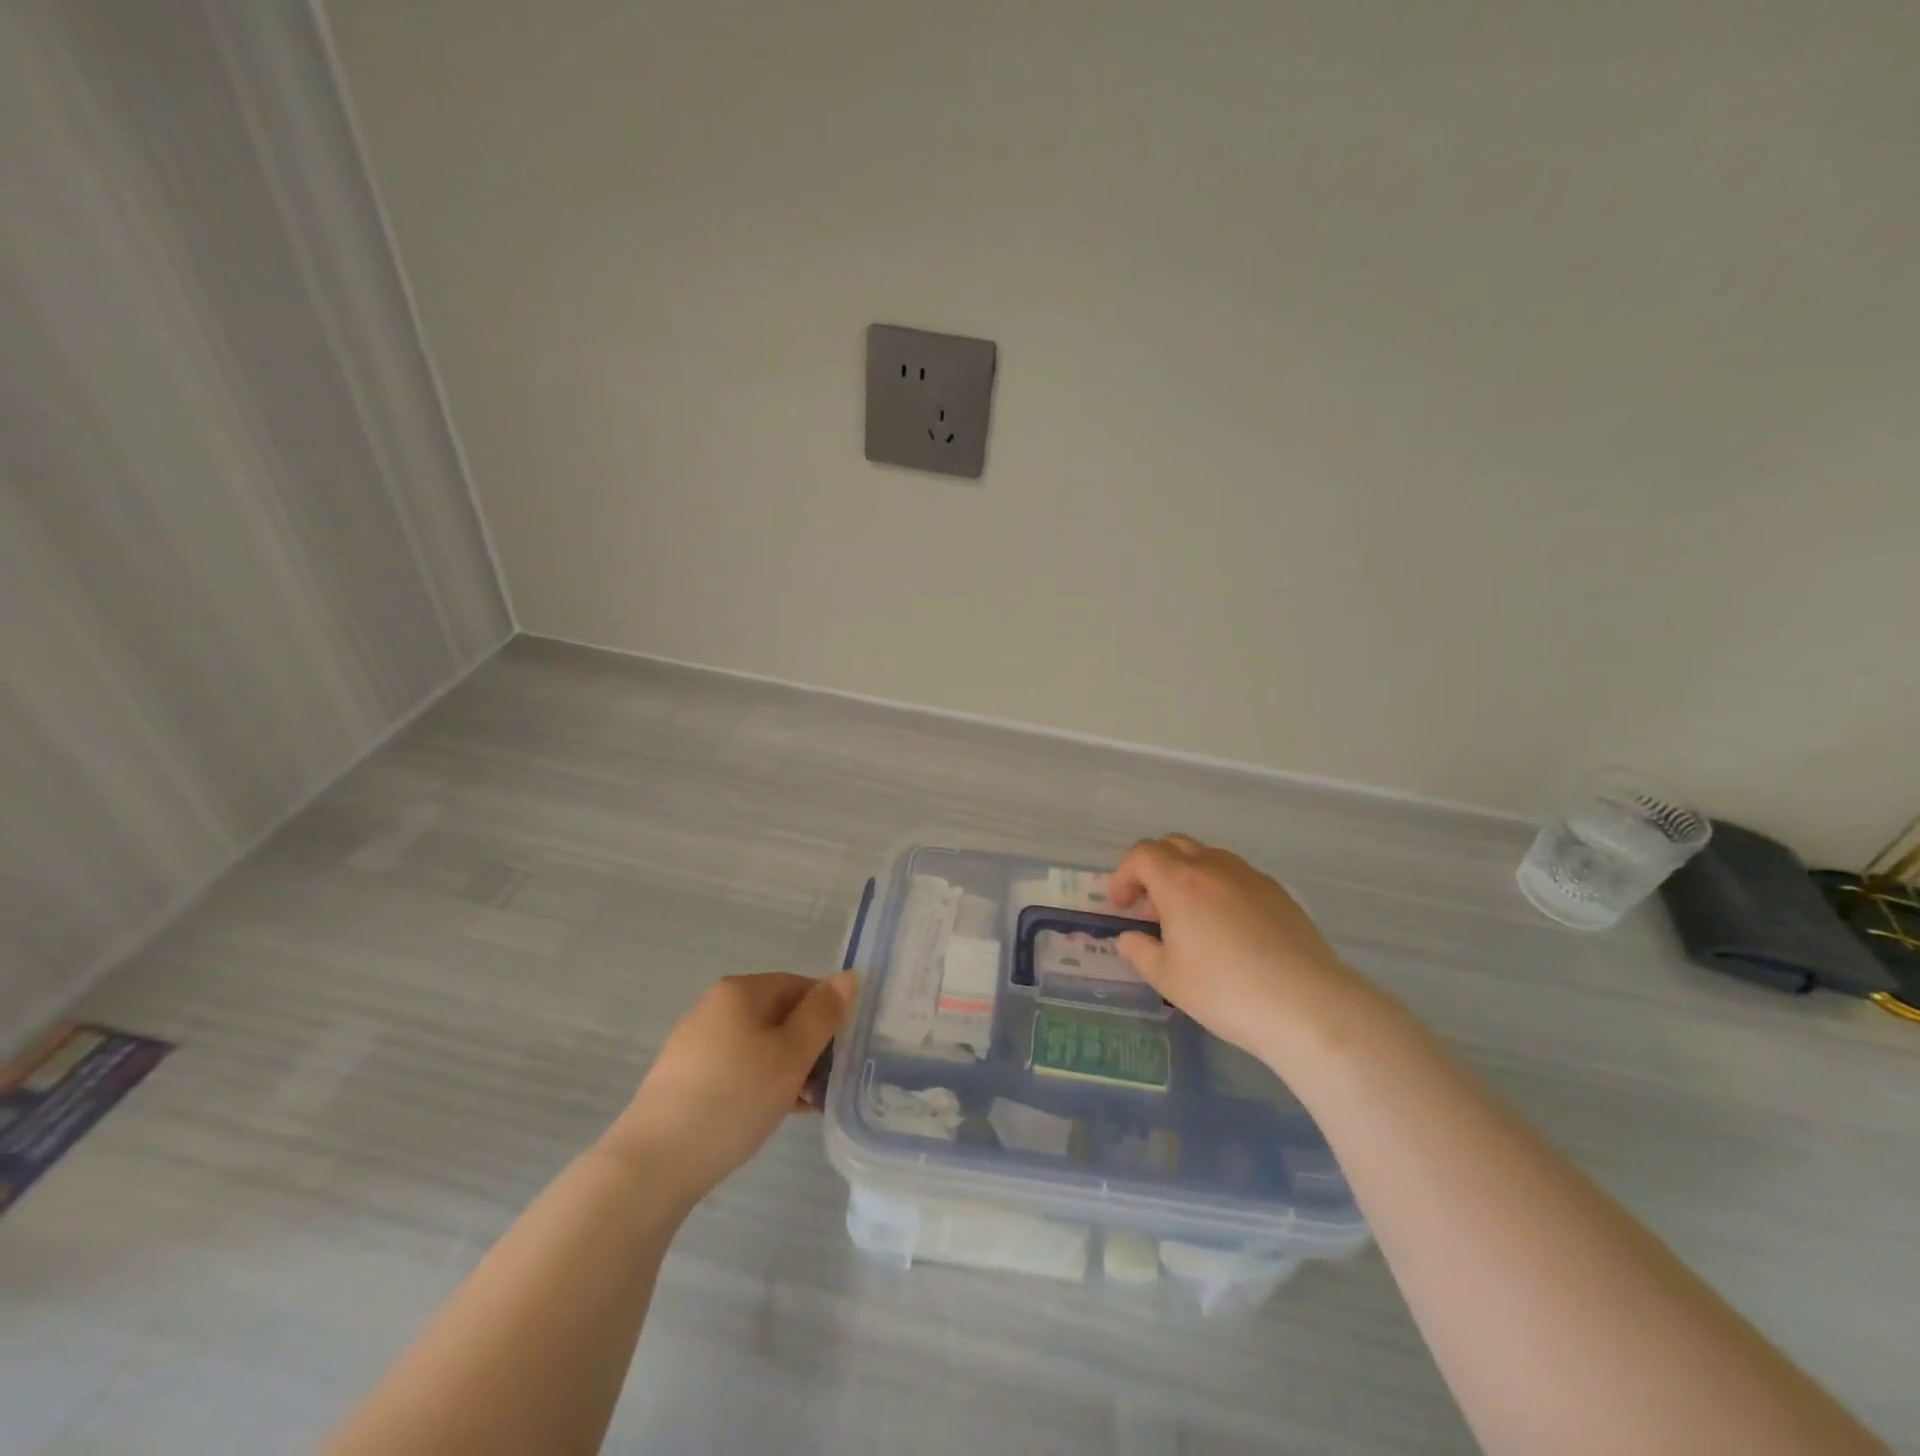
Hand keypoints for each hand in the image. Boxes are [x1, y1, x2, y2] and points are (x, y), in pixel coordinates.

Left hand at [604, 972, 854, 1204]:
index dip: (828, 1014)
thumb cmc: (733, 1099)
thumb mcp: (791, 1055)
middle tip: (828, 1084)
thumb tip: (848, 976)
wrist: (653, 1165)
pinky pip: (737, 1068)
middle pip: (779, 1015)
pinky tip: (774, 1113)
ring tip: (807, 1106)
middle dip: (809, 1046)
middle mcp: (715, 1006)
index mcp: (740, 991)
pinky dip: (760, 1083)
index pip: (800, 985)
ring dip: (788, 1069)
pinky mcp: (684, 1078)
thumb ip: (823, 1014)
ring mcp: (696, 1043)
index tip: (844, 1051)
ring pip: (759, 1045)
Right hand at [1109, 834, 1375, 1066]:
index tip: (1122, 906)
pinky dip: (1219, 887)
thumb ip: (1141, 952)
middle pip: (1173, 845)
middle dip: (1153, 867)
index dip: (1124, 875)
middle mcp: (1213, 867)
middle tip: (1151, 905)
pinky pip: (1237, 876)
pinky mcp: (1278, 893)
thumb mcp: (1168, 978)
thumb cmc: (1224, 990)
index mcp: (1179, 881)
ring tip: (1189, 915)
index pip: (1141, 855)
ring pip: (1208, 856)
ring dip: (1187, 874)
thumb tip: (1129, 938)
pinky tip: (1228, 927)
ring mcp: (1250, 876)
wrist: (1306, 1004)